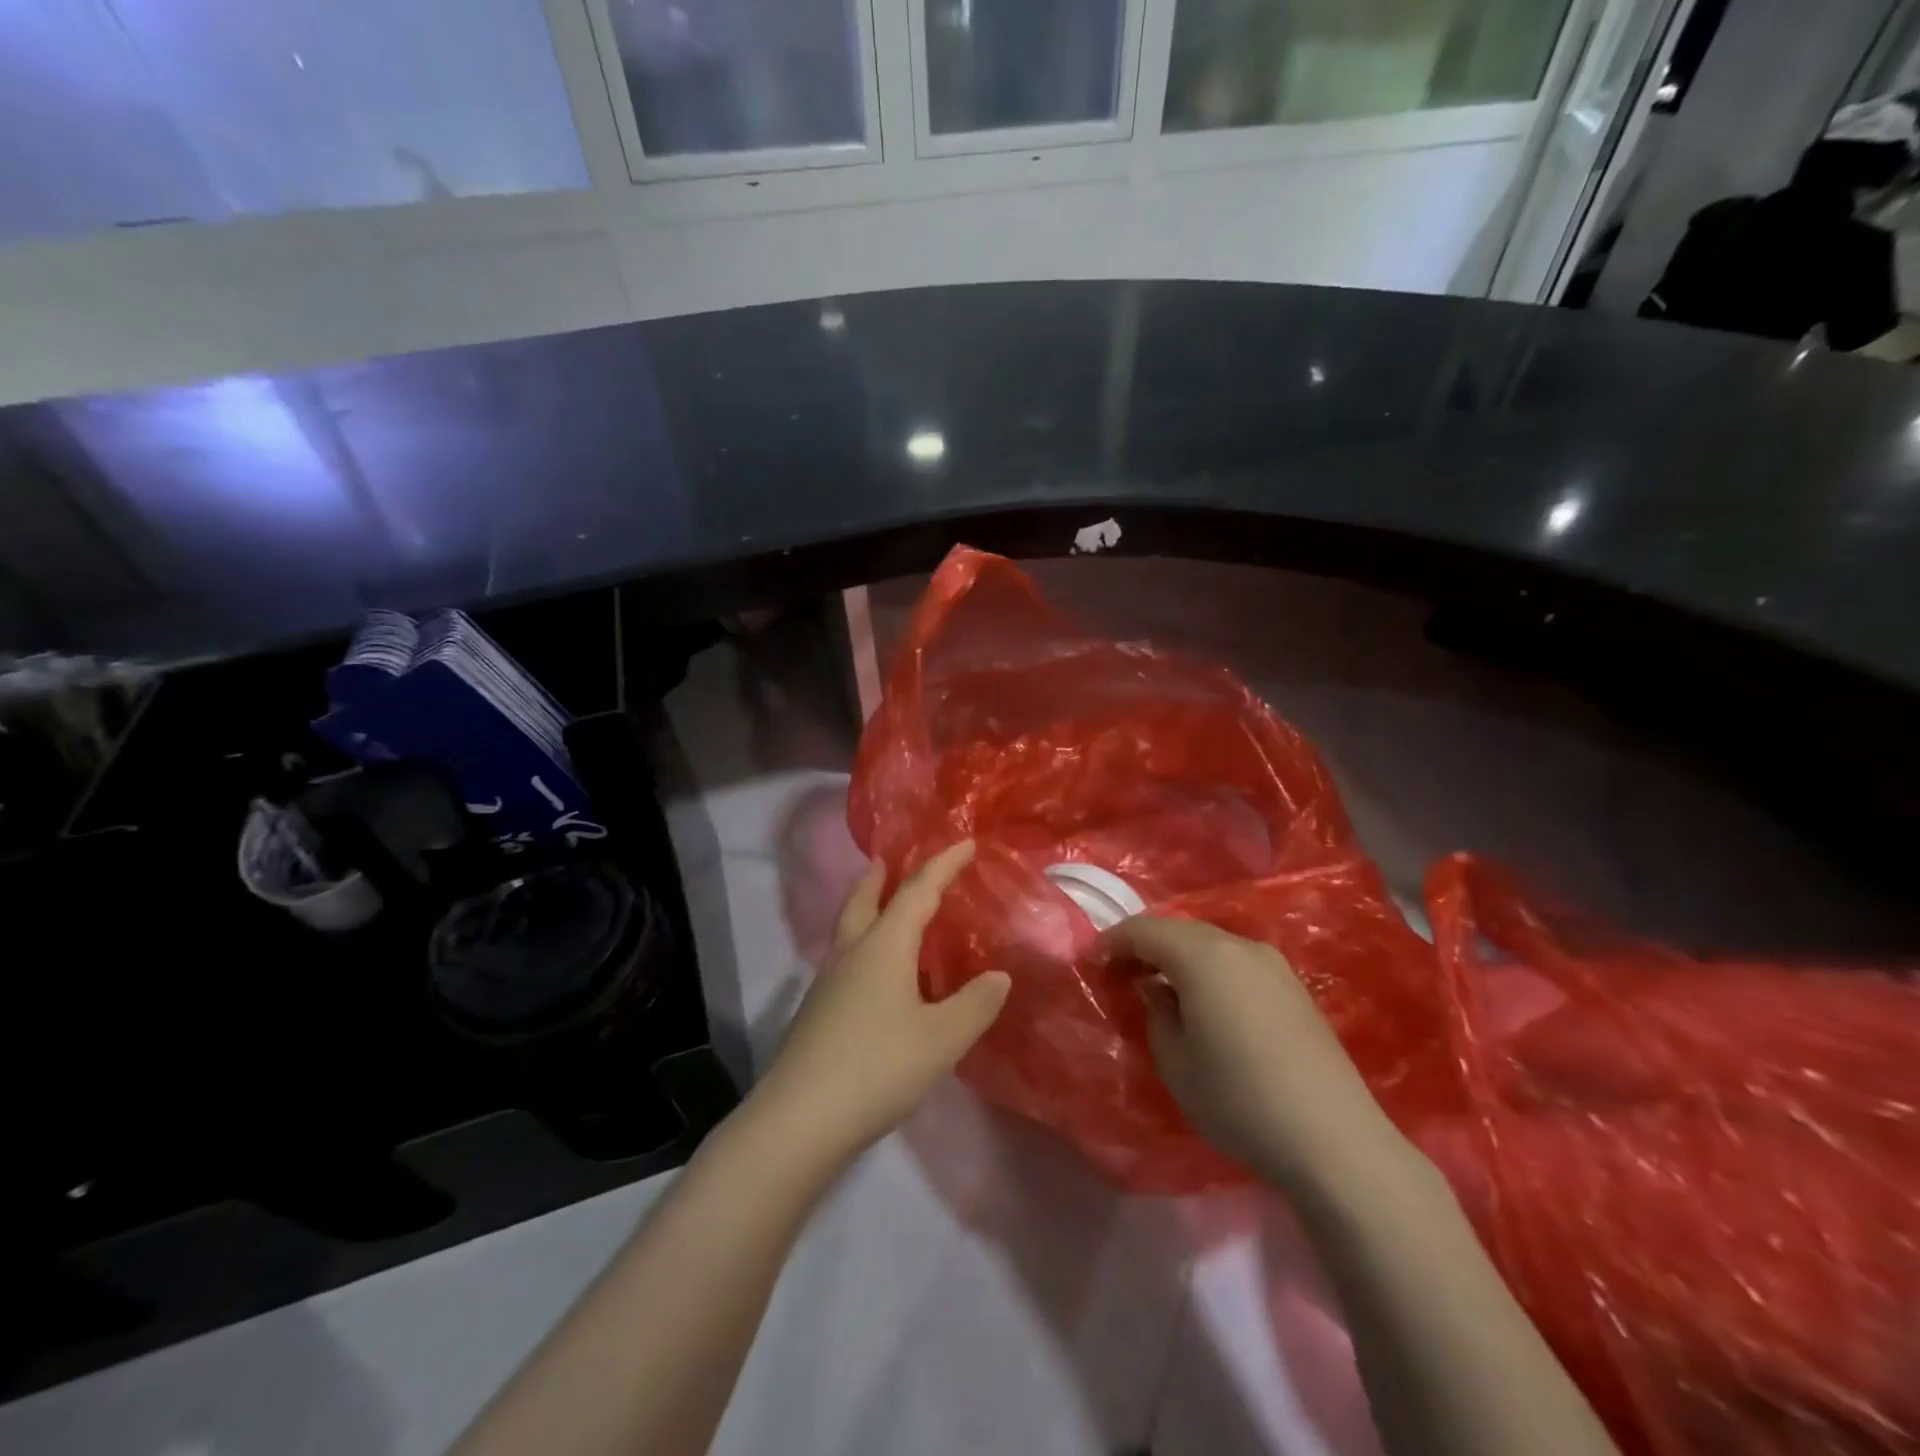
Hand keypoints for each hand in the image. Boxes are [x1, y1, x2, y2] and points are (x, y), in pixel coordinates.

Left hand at [751, 841, 1009, 1167]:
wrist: (799, 1120)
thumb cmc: (877, 1067)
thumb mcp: (941, 1039)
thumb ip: (975, 1004)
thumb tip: (998, 976)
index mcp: (883, 946)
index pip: (917, 891)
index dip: (943, 865)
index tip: (966, 843)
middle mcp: (851, 954)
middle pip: (864, 900)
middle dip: (880, 877)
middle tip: (889, 859)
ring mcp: (828, 984)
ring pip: (849, 930)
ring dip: (867, 908)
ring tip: (884, 909)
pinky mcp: (818, 1013)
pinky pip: (846, 959)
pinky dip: (864, 946)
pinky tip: (876, 975)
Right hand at [1105, 917, 1413, 1193]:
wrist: (1335, 1140)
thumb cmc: (1239, 1100)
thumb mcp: (1176, 1063)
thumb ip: (1157, 1014)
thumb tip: (1157, 990)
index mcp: (1203, 955)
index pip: (1145, 930)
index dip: (1113, 942)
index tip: (1092, 964)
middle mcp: (1239, 946)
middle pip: (1179, 930)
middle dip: (1145, 946)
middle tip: (1121, 975)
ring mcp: (1272, 964)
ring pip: (1210, 944)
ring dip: (1178, 958)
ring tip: (1160, 989)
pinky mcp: (1294, 987)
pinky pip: (1236, 962)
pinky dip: (1209, 970)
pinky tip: (1205, 1003)